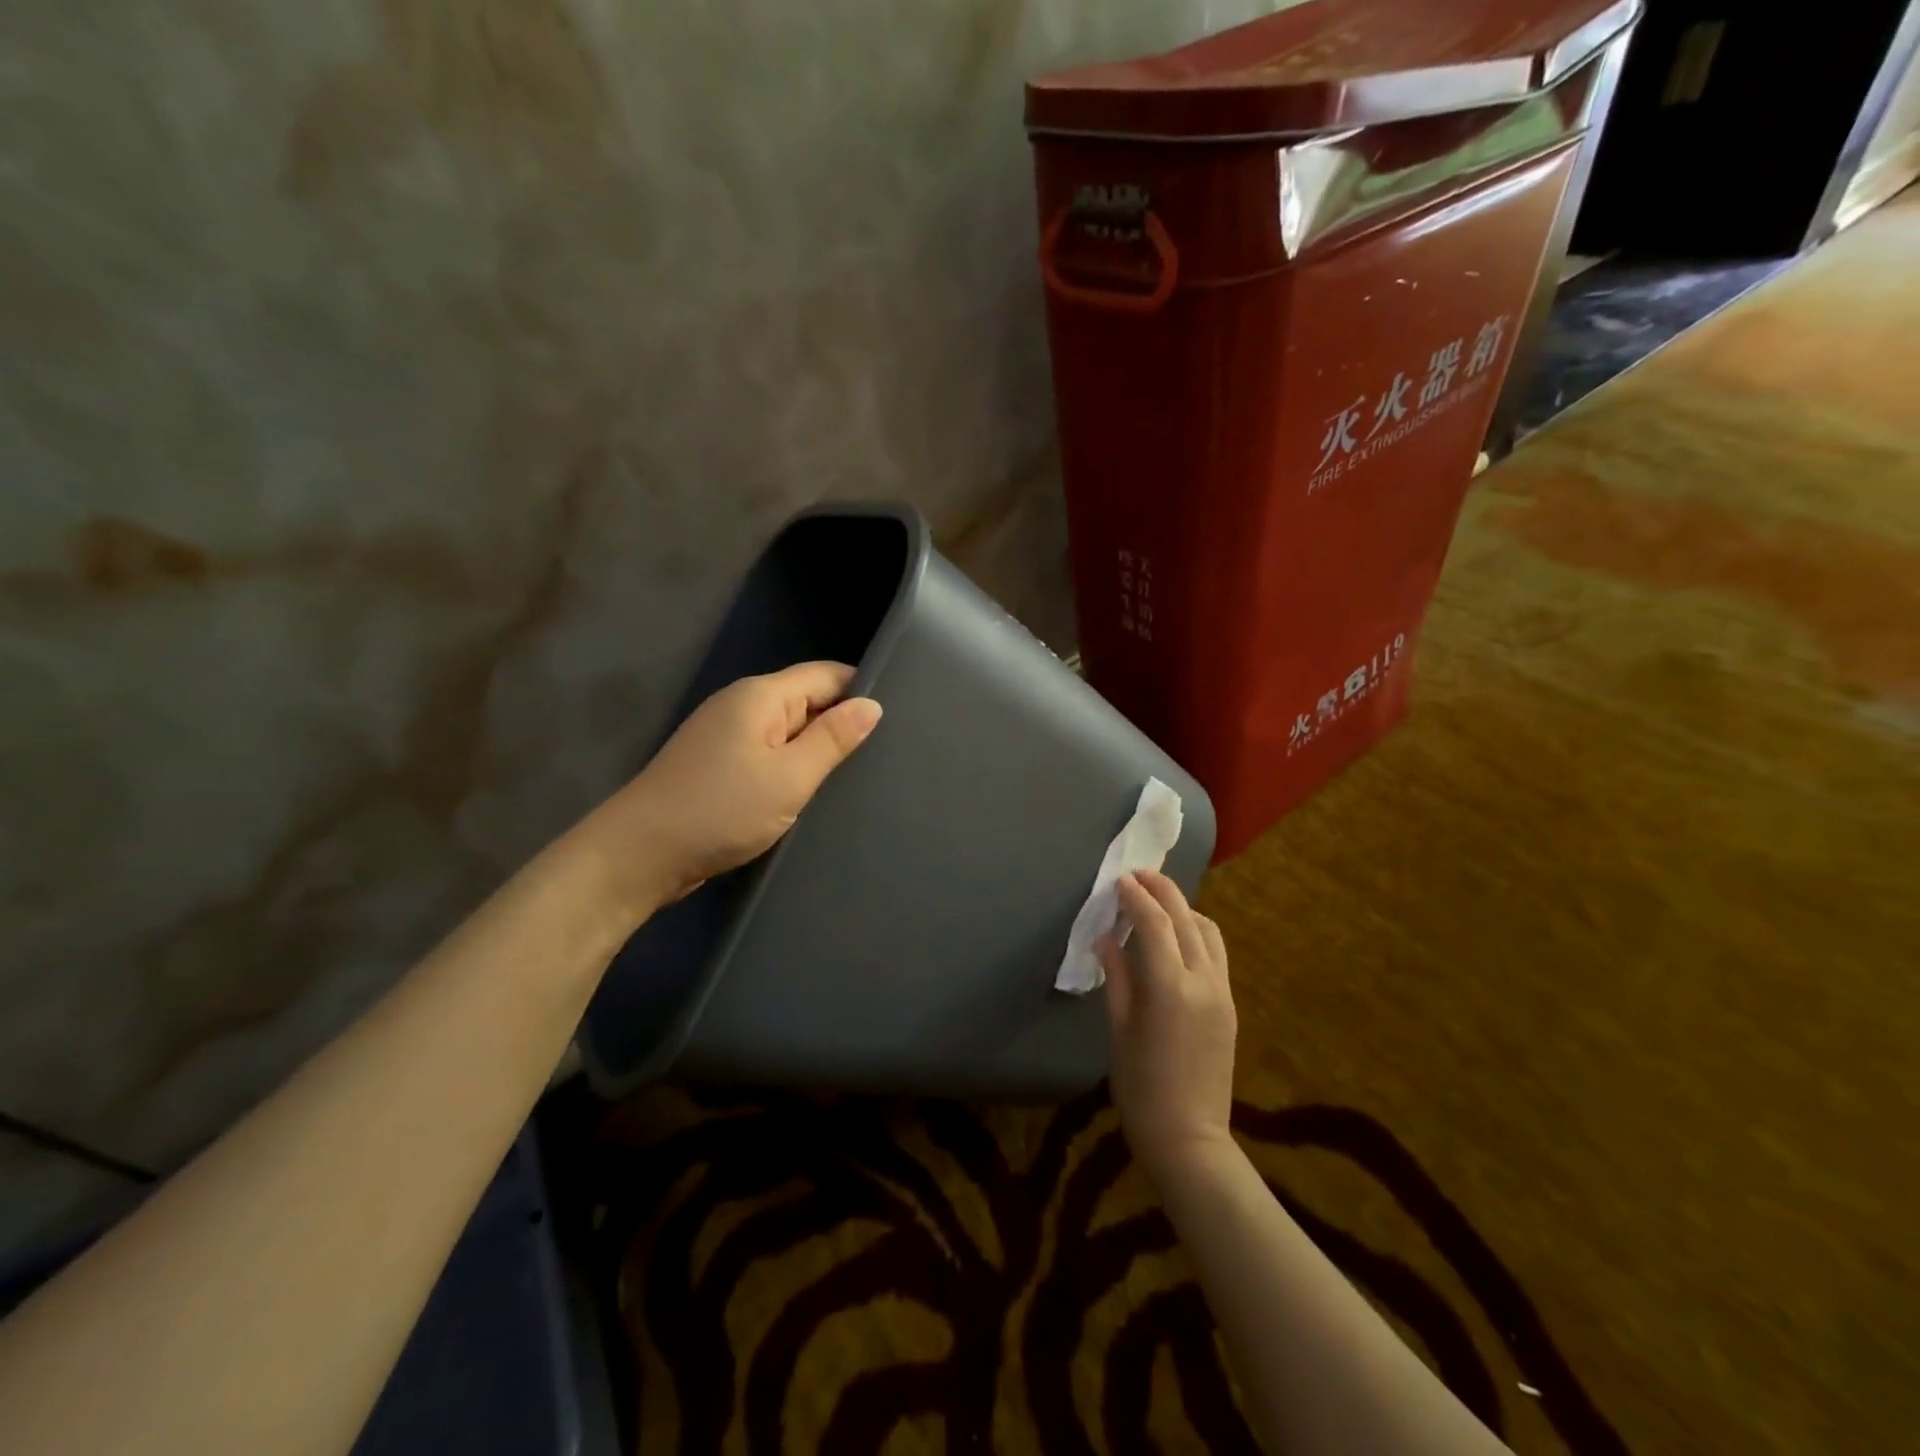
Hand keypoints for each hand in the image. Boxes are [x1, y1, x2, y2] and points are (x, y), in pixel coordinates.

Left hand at [574, 662, 881, 915]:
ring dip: (816, 750)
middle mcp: (742, 706)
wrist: (639, 855)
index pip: (825, 674)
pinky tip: (811, 791)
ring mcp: (726, 736)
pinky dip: (791, 768)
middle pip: (807, 700)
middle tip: (885, 754)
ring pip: (788, 731)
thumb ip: (833, 739)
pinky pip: (768, 754)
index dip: (861, 689)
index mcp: (760, 696)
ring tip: (856, 775)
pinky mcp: (718, 765)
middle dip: (841, 722)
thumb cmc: (720, 810)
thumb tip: (872, 705)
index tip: (898, 717)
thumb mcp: (789, 777)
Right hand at [1099, 871, 1237, 1179]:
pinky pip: (1217, 953)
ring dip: (1183, 908)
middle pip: (1185, 917)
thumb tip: (1107, 937)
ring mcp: (1221, 992)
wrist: (1189, 1137)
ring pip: (1208, 931)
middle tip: (1139, 874)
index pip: (1154, 923)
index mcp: (1169, 987)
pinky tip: (1177, 936)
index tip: (1119, 880)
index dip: (1136, 896)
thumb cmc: (1140, 1086)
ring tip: (1157, 901)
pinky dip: (1197, 931)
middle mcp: (1202, 980)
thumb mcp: (1118, 1029)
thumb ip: (1116, 976)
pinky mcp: (1230, 1005)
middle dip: (1162, 890)